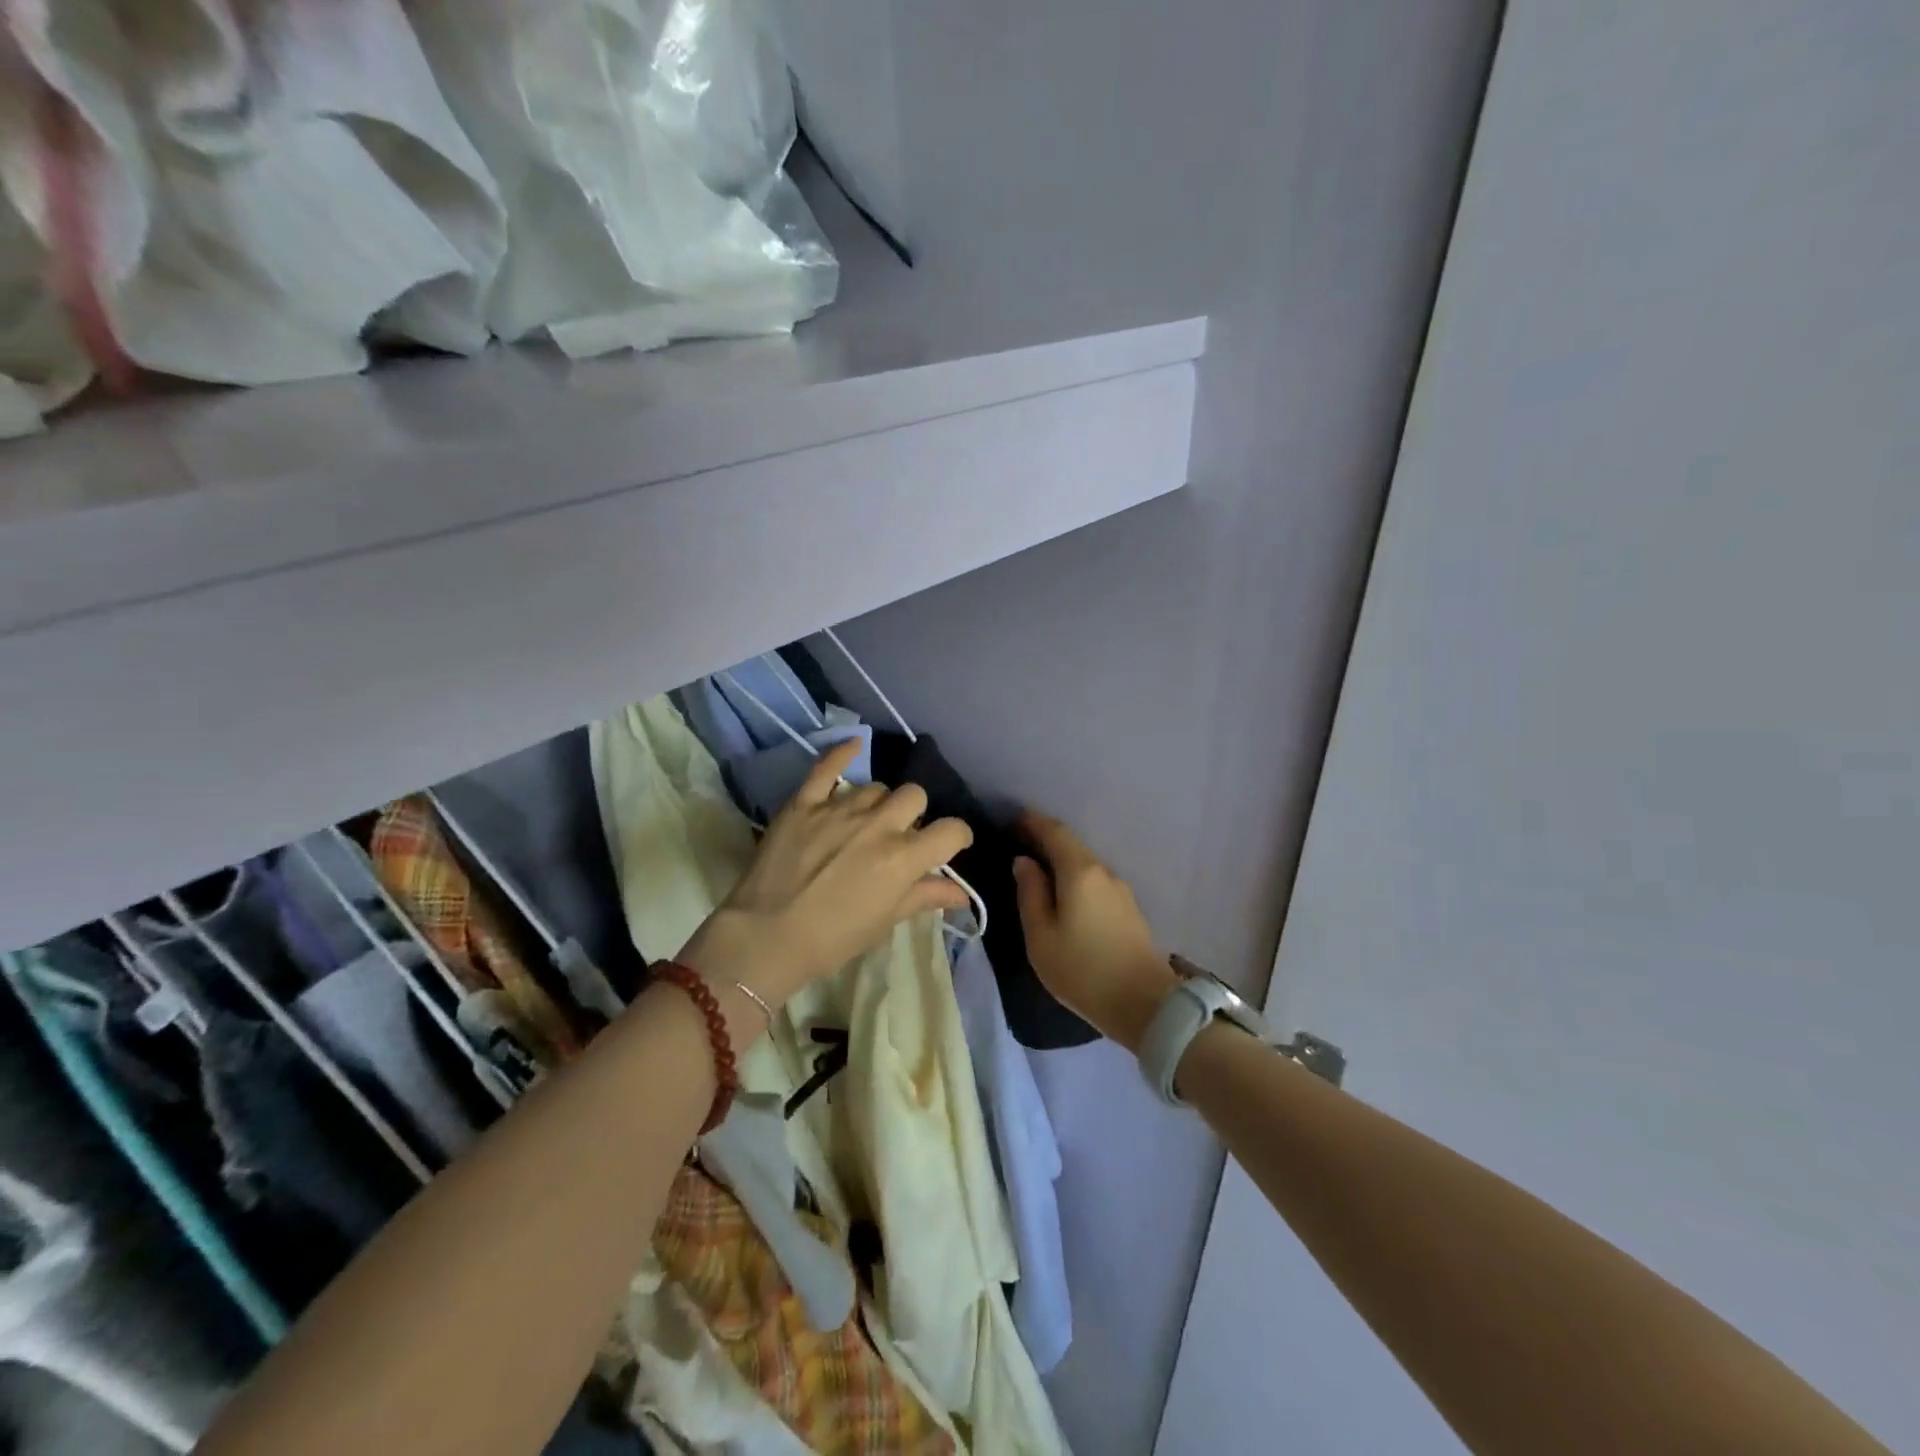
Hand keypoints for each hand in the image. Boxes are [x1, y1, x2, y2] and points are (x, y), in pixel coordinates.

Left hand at [677, 740, 972, 1021]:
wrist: (765, 937)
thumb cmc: (832, 939)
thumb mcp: (884, 921)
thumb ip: (924, 897)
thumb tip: (962, 894)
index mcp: (902, 858)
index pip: (950, 830)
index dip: (957, 837)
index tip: (949, 846)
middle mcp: (877, 825)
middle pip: (914, 796)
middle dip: (914, 814)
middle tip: (899, 836)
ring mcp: (839, 809)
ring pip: (876, 787)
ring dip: (879, 803)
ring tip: (865, 822)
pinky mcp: (804, 803)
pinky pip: (827, 767)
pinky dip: (842, 753)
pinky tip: (853, 745)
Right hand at [1011, 812, 1178, 1053]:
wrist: (1145, 1005)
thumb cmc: (1082, 970)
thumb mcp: (1041, 936)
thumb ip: (1030, 893)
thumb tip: (1024, 862)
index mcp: (1080, 872)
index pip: (1055, 832)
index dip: (1033, 822)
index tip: (1013, 819)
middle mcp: (1103, 872)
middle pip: (1072, 846)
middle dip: (1046, 840)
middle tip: (1020, 842)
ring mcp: (1121, 891)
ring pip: (1085, 864)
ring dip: (1062, 861)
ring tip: (1038, 870)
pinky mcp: (1129, 909)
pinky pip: (1095, 882)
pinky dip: (1075, 878)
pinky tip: (1064, 894)